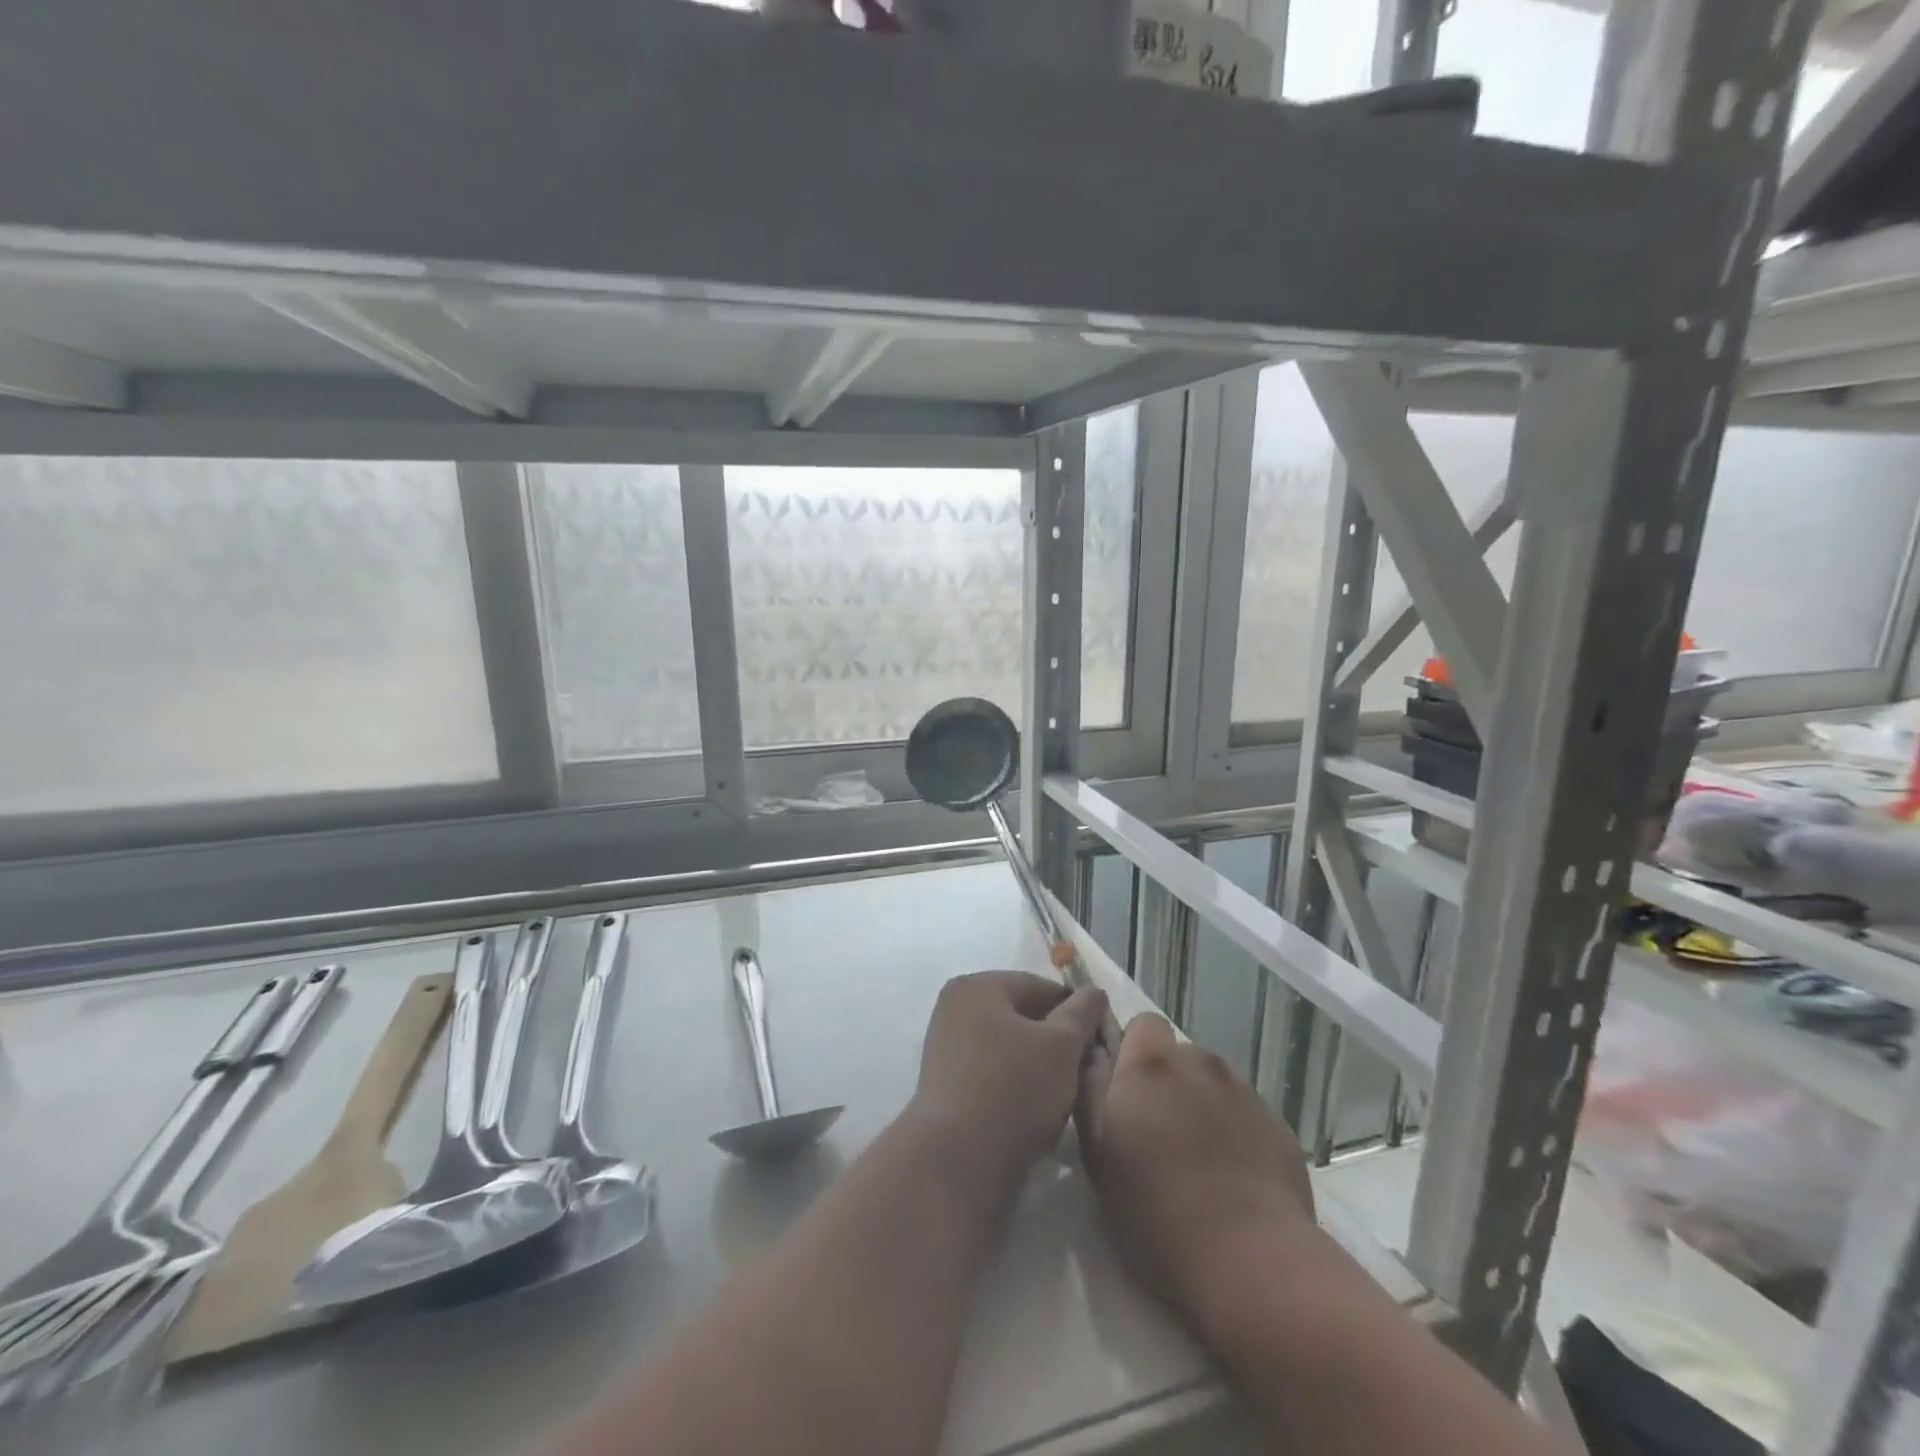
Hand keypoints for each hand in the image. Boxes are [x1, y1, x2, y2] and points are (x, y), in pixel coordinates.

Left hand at [910, 971, 1108, 1195]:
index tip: (1103, 1041)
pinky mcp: (947, 1087)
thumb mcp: (1062, 1045)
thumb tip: (1094, 992)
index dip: (1078, 1011)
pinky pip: (994, 1075)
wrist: (956, 1163)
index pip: (1040, 987)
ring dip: (1041, 1067)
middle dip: (1059, 1042)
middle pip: (1023, 1017)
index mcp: (977, 987)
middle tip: (1090, 1070)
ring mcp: (946, 1049)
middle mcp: (955, 1009)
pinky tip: (1040, 1112)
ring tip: (1069, 1094)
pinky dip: (1018, 1086)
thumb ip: (1082, 1013)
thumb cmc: (1013, 1090)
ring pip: (1011, 1049)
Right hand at [1077, 1014, 1316, 1329]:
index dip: (1134, 1051)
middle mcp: (1198, 1063)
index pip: (1143, 1024)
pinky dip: (1236, 1131)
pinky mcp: (1278, 1124)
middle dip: (1169, 1081)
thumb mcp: (1099, 1158)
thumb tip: (1093, 1055)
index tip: (1128, 1091)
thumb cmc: (1156, 1213)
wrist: (1252, 1263)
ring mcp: (1244, 1091)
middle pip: (1180, 1054)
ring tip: (1201, 1158)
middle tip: (1161, 1133)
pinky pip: (1246, 1113)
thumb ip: (1091, 1093)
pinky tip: (1235, 1178)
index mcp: (1150, 1066)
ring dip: (1203, 1103)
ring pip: (1214, 1082)